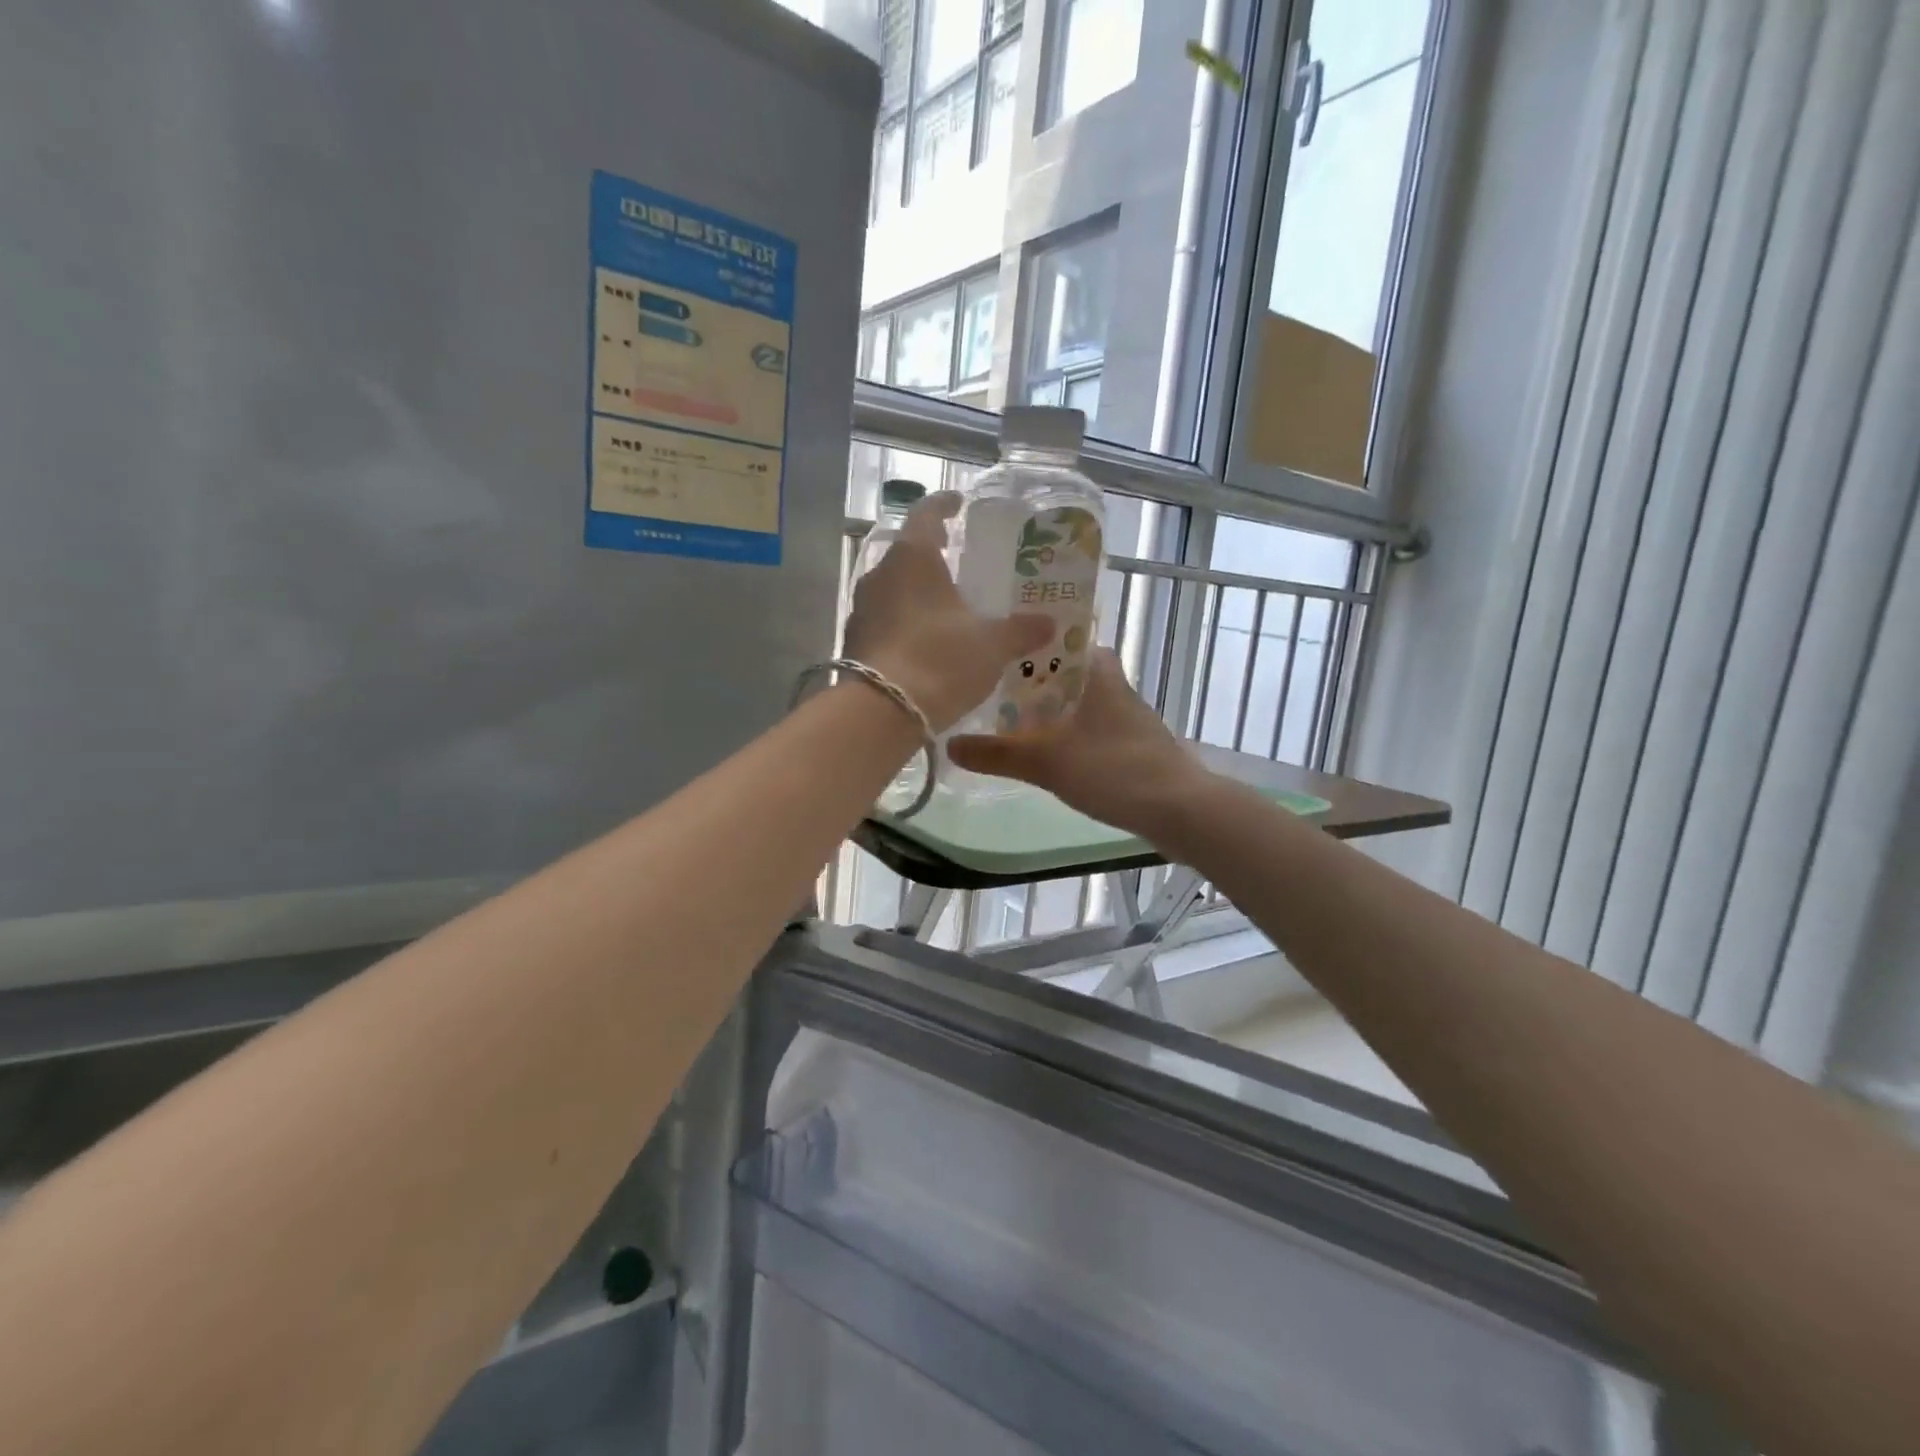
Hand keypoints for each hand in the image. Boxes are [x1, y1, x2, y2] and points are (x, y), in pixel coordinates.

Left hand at [843, 493, 1051, 732]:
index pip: (927, 513)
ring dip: (917, 590)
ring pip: (894, 586)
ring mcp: (861, 608)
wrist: (882, 713)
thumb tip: (1048, 623)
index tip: (959, 504)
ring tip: (946, 604)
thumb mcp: (991, 645)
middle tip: (960, 559)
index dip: (945, 504)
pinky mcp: (854, 640)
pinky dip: (905, 620)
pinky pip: (884, 618)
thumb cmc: (940, 661)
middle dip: (933, 553)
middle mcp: (880, 573)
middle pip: (908, 551)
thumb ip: (1020, 630)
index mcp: (912, 557)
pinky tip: (925, 639)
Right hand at [948, 649, 1215, 837]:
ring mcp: (1130, 720)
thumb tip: (949, 746)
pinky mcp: (1137, 749)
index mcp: (1098, 674)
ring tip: (1014, 726)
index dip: (1033, 646)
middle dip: (1036, 685)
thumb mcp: (1048, 762)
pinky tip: (1052, 758)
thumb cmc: (1114, 771)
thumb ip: (998, 754)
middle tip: (996, 696)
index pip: (1065, 641)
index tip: (1000, 656)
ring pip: (1082, 706)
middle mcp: (1116, 688)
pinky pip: (1095, 732)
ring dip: (1054, 714)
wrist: (1180, 810)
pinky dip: (1072, 738)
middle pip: (1069, 676)